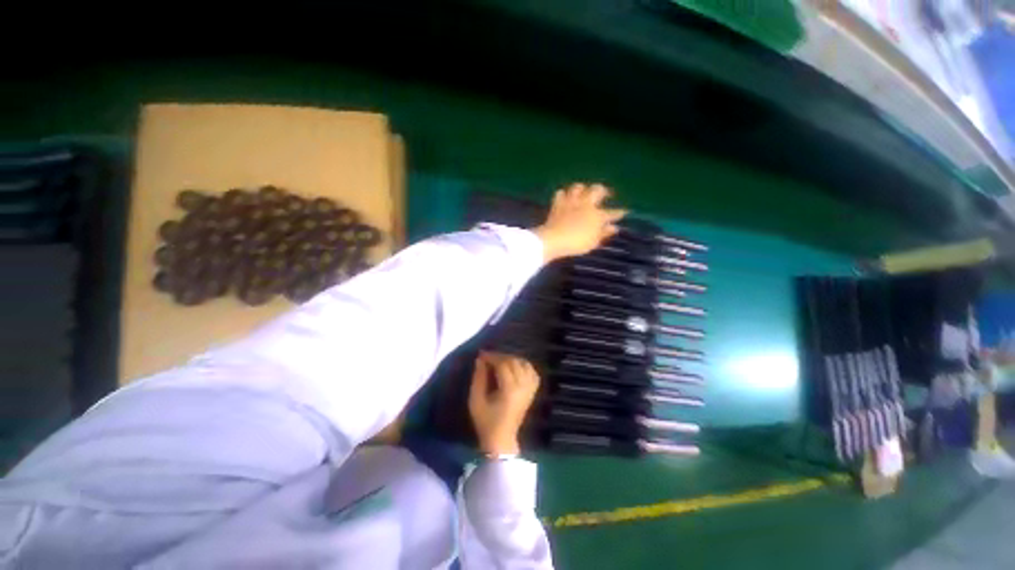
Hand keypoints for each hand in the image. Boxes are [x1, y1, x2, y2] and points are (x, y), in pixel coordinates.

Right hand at [468, 352, 540, 454]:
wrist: (502, 439)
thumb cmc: (486, 421)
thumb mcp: (476, 400)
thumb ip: (478, 378)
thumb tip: (480, 360)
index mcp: (509, 390)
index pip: (503, 365)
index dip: (492, 357)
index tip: (482, 354)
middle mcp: (523, 387)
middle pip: (514, 362)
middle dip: (501, 356)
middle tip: (488, 358)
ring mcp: (530, 389)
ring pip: (525, 364)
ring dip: (512, 359)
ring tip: (500, 361)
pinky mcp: (532, 392)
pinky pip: (532, 372)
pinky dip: (524, 365)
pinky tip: (514, 366)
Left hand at [534, 183, 626, 262]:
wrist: (554, 239)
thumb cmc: (576, 243)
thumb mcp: (593, 242)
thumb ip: (604, 233)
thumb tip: (613, 227)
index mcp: (597, 215)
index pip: (612, 213)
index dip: (619, 213)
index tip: (625, 212)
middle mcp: (586, 205)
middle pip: (597, 190)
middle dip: (603, 190)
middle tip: (605, 193)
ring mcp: (571, 202)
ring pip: (578, 187)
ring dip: (582, 188)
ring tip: (584, 191)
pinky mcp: (557, 204)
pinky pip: (560, 193)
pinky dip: (563, 194)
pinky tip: (564, 196)